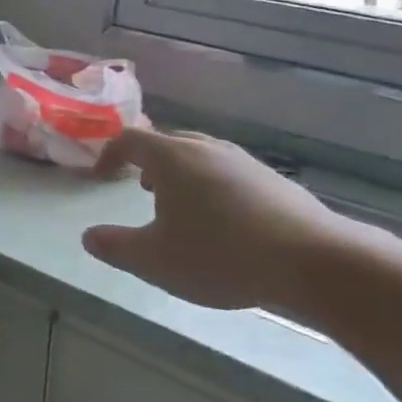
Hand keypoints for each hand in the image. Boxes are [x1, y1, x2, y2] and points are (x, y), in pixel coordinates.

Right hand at [81, 129, 355, 311]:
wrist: (313, 261)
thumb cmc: (221, 255)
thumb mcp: (155, 260)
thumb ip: (115, 247)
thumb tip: (88, 236)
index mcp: (172, 158)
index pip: (129, 140)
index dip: (110, 154)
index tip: (101, 176)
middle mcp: (206, 148)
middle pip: (167, 142)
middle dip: (148, 162)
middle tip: (140, 188)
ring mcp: (244, 161)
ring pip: (201, 156)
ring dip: (182, 175)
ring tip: (181, 207)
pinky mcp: (273, 180)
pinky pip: (229, 173)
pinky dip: (213, 187)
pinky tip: (224, 223)